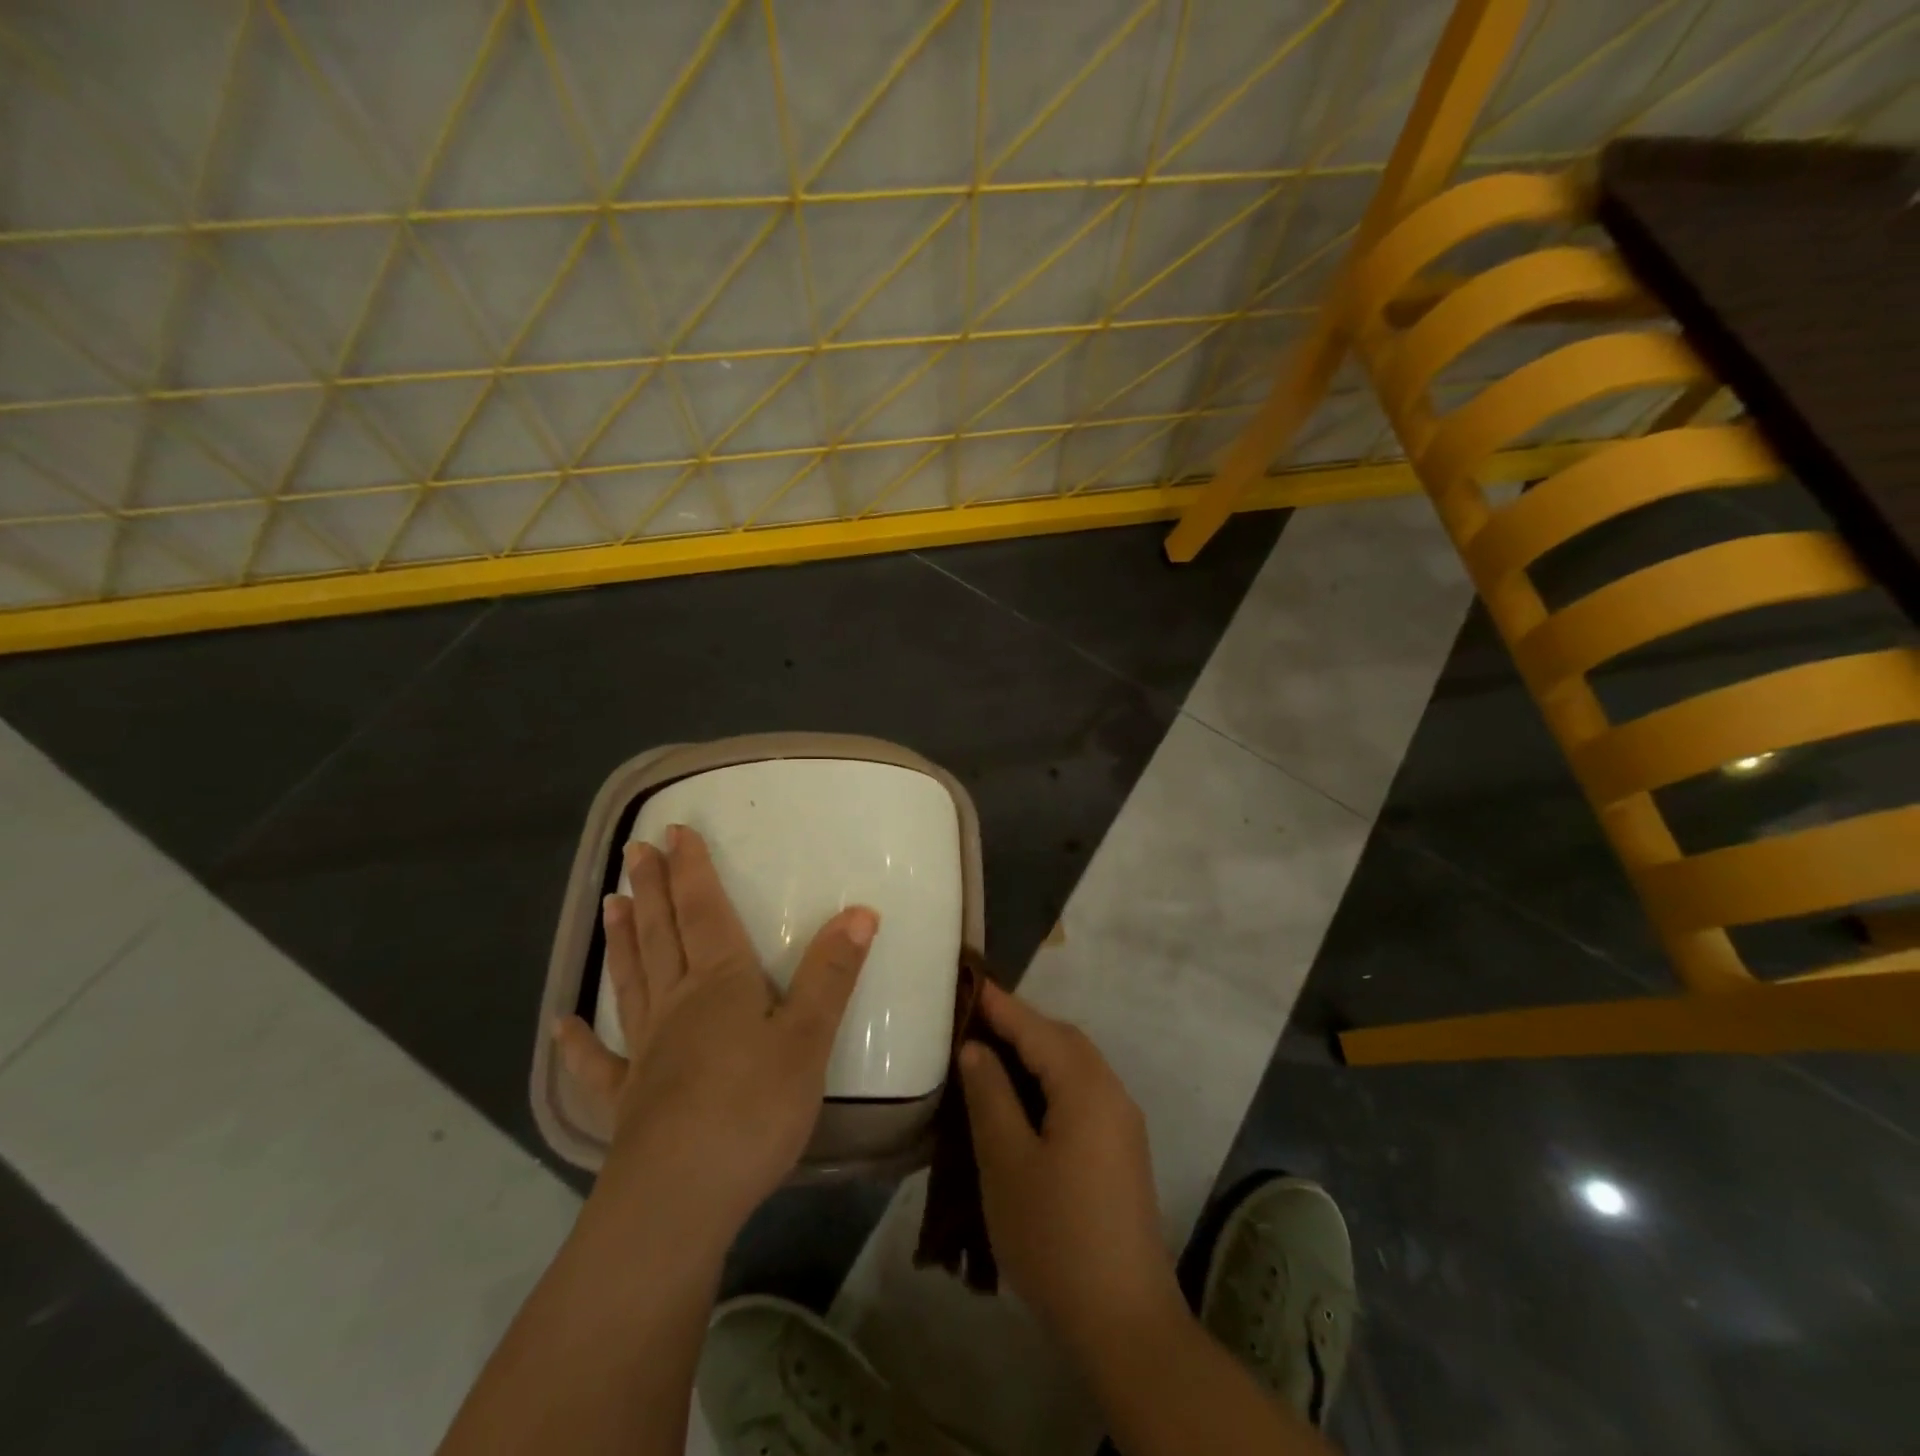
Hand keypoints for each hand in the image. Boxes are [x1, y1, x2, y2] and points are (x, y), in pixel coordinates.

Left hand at [553, 825, 878, 1231]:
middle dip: (653, 890)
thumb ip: (831, 974)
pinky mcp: (629, 1099)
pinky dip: (579, 1043)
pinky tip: (561, 1025)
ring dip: (623, 940)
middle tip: (636, 851)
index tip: (675, 831)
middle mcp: (678, 1004)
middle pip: (664, 935)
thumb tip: (860, 911)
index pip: (706, 912)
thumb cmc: (752, 1109)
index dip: (693, 871)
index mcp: (721, 983)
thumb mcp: (808, 1038)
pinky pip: (600, 1063)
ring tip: (610, 902)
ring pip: (634, 980)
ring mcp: (647, 1050)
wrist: (680, 1198)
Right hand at [959, 982, 1183, 1357]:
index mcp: (1086, 1087)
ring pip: (1074, 1066)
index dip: (999, 1004)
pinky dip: (1050, 1081)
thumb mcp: (1007, 1163)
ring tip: (989, 1055)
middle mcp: (1112, 1092)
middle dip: (1018, 1024)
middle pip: (1062, 1040)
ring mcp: (1123, 1122)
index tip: (965, 982)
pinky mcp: (1122, 1149)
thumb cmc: (1055, 1237)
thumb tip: (976, 1048)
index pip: (1036, 1028)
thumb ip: (990, 1096)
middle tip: (971, 1022)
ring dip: (1034, 1052)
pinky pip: (1082, 1092)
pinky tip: (1021, 1100)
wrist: (1124, 1322)